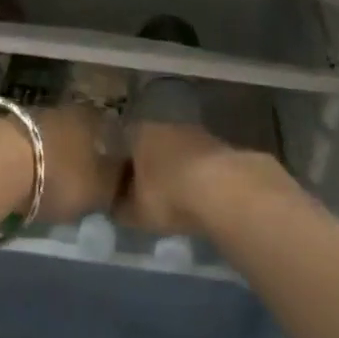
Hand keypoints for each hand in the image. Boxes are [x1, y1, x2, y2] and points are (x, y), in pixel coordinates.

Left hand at [29, 101, 123, 223]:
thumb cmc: (58, 175)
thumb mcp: (98, 190)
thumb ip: (117, 185)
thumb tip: (128, 179)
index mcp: (92, 119)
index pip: (109, 127)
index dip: (111, 147)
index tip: (111, 168)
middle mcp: (64, 110)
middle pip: (77, 129)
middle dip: (78, 151)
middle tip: (79, 176)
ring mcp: (30, 115)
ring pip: (49, 134)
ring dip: (50, 153)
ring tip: (48, 179)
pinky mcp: (1, 127)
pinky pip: (23, 144)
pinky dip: (25, 158)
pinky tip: (22, 176)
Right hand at [117, 120, 284, 234]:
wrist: (223, 189)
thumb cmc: (168, 195)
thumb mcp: (135, 211)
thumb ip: (121, 208)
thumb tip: (114, 207)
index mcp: (140, 133)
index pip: (124, 142)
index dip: (122, 164)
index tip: (121, 183)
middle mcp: (168, 125)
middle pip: (155, 144)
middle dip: (153, 164)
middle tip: (149, 191)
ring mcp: (199, 133)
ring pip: (181, 151)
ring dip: (179, 169)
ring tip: (177, 196)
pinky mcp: (223, 147)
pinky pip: (203, 163)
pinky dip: (201, 176)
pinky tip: (201, 196)